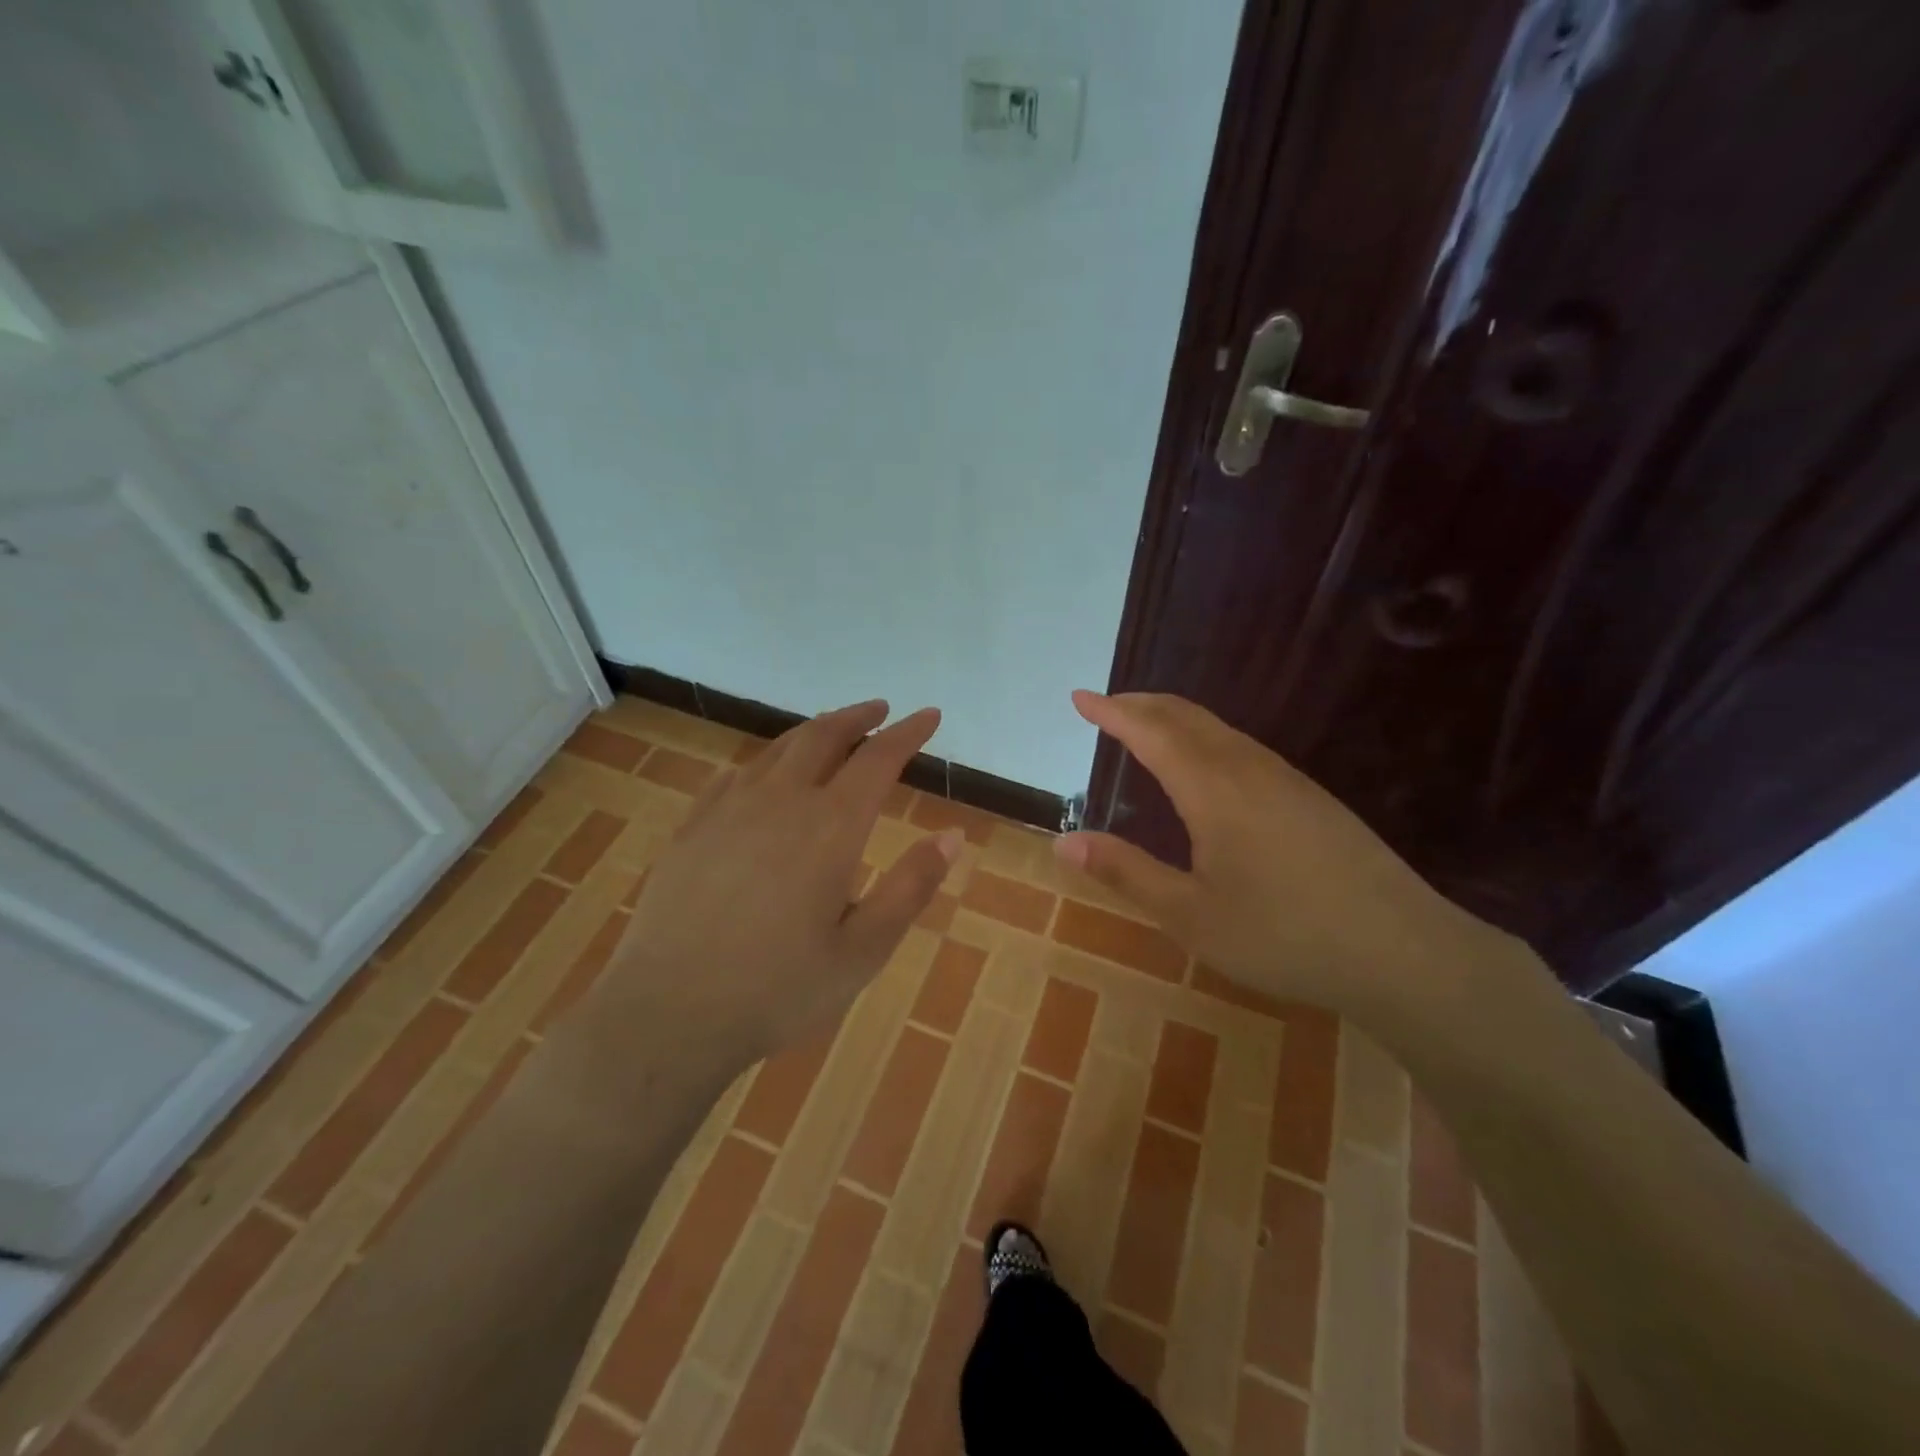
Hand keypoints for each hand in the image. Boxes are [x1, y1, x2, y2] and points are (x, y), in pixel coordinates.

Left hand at [601, 700, 962, 1071]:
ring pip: (778, 749)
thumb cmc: (778, 989)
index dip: (908, 733)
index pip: (878, 759)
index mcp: (830, 826)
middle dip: (857, 718)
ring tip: (831, 731)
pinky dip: (763, 762)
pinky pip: (734, 775)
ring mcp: (729, 809)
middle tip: (879, 711)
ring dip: (812, 732)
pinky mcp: (692, 827)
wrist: (668, 1012)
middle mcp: (781, 801)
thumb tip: (952, 836)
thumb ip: (911, 887)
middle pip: (824, 737)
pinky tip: (762, 774)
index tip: (928, 714)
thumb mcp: (864, 950)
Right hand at [1057, 691, 1531, 1018]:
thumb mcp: (1190, 915)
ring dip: (1175, 718)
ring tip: (1147, 727)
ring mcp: (1287, 780)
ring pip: (1220, 729)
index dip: (1112, 712)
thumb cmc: (1284, 935)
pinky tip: (1208, 766)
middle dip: (1142, 704)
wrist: (1404, 952)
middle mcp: (1249, 769)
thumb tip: (1064, 841)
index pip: (1151, 732)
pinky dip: (1206, 738)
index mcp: (1213, 789)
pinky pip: (1244, 748)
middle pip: (1187, 717)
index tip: (1080, 696)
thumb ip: (1126, 873)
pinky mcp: (1312, 798)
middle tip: (1106, 704)